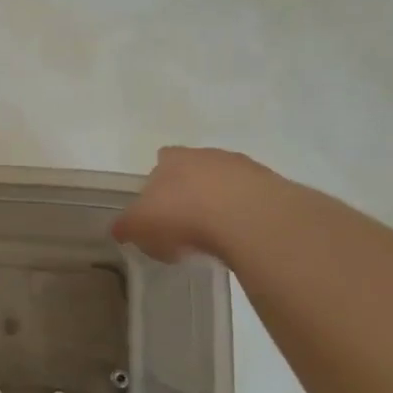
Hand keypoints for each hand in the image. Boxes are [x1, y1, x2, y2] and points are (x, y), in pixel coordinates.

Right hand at [112, 146, 261, 262]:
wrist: (247, 217)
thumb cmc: (182, 215)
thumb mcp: (140, 226)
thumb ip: (128, 226)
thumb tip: (120, 230)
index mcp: (172, 159)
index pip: (161, 161)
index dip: (158, 184)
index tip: (158, 209)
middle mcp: (206, 155)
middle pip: (194, 170)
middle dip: (190, 192)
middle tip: (185, 224)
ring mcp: (242, 167)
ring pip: (225, 182)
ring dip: (219, 203)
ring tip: (215, 236)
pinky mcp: (271, 186)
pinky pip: (251, 200)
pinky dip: (244, 215)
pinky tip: (239, 237)